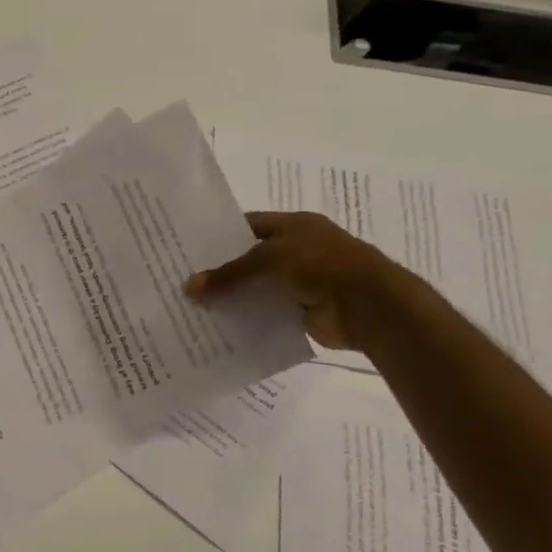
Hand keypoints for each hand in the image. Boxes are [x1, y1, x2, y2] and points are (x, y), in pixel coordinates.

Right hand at [185, 210, 408, 351]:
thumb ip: (228, 274)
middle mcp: (297, 250)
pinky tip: (219, 325)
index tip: (189, 249)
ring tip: (194, 306)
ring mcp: (300, 281)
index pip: (248, 225)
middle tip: (184, 281)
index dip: (220, 235)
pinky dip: (248, 318)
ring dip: (233, 297)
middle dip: (221, 270)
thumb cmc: (320, 265)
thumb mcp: (268, 259)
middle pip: (250, 258)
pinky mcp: (301, 310)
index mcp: (294, 226)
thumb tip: (188, 287)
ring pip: (257, 287)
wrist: (367, 305)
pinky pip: (266, 312)